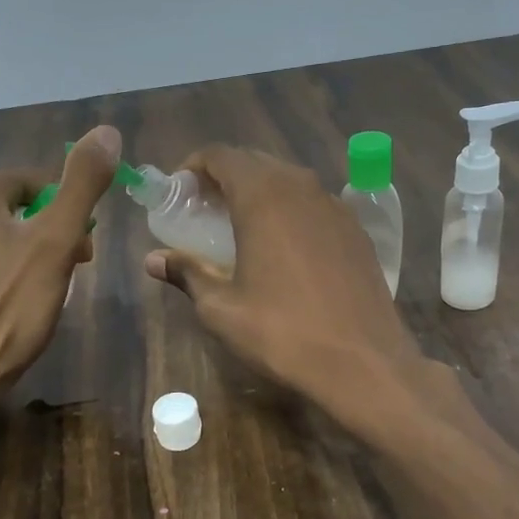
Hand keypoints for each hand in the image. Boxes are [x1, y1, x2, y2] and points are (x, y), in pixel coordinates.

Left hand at [0, 125, 120, 397]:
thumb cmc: (9, 309)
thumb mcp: (56, 243)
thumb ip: (81, 185)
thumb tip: (106, 131)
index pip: (38, 184)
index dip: (68, 214)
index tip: (84, 253)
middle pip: (13, 212)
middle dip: (45, 236)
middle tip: (66, 275)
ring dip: (19, 257)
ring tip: (36, 297)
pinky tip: (0, 311)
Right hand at [144, 145, 436, 432]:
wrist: (364, 362)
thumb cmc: (283, 333)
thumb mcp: (222, 309)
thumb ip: (188, 274)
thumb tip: (154, 260)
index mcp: (264, 197)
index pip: (221, 155)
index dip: (193, 166)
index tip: (179, 194)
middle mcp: (302, 188)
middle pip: (255, 161)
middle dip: (224, 178)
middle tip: (203, 211)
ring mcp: (335, 207)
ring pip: (288, 181)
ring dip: (259, 193)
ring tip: (239, 228)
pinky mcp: (356, 230)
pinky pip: (314, 204)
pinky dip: (290, 211)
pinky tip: (283, 248)